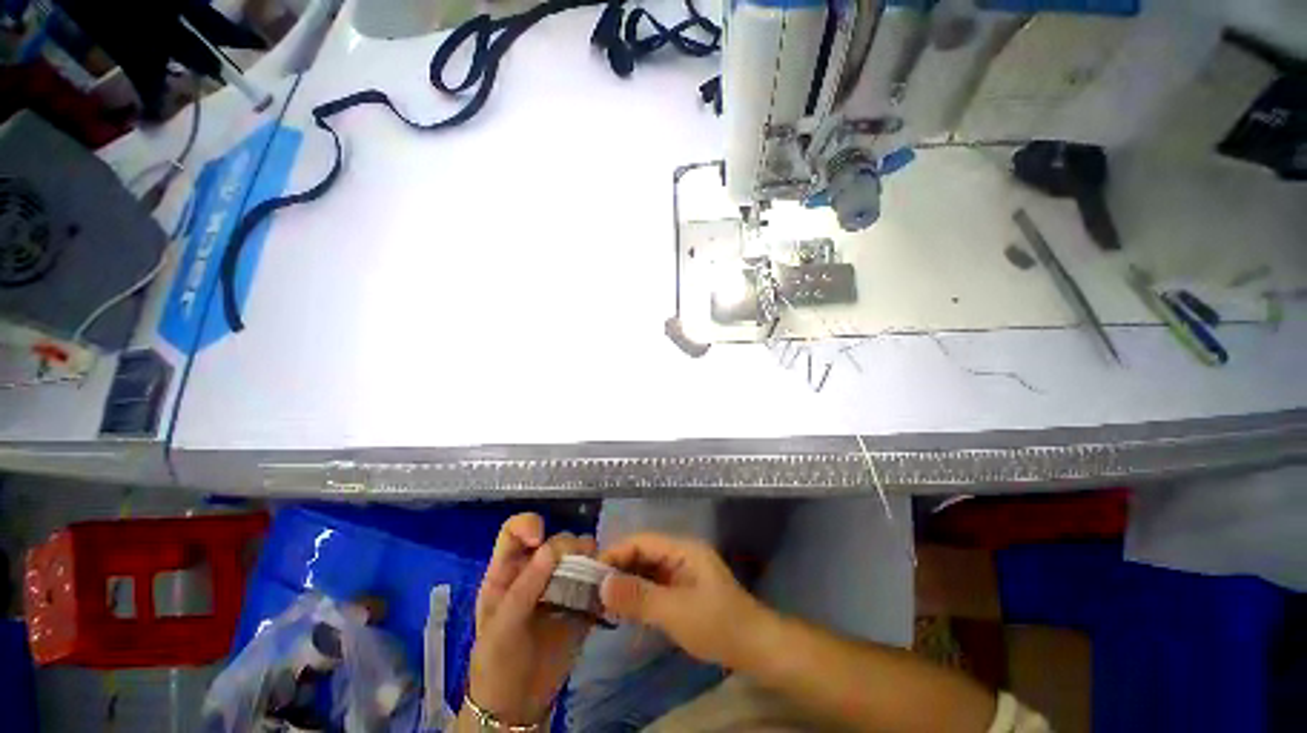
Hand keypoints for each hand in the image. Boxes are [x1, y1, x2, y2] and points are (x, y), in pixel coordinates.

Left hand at [467, 514, 596, 725]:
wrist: (518, 707)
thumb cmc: (496, 664)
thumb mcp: (500, 628)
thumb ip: (524, 588)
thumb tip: (551, 547)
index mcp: (508, 571)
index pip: (516, 531)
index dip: (529, 524)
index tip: (540, 539)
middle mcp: (536, 571)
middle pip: (556, 540)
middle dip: (567, 546)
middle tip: (578, 561)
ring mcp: (560, 585)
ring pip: (579, 554)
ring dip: (589, 557)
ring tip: (595, 573)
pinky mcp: (581, 601)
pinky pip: (595, 579)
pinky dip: (602, 576)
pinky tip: (605, 586)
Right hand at [599, 533, 767, 667]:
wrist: (755, 647)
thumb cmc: (717, 624)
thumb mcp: (675, 611)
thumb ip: (639, 597)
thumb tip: (602, 584)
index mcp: (682, 549)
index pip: (642, 541)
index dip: (616, 553)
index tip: (591, 572)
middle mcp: (681, 555)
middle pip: (643, 554)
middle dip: (619, 569)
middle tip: (592, 591)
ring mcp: (682, 573)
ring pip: (647, 571)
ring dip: (627, 583)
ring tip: (602, 601)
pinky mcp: (683, 591)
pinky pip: (654, 586)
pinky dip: (638, 595)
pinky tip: (624, 610)